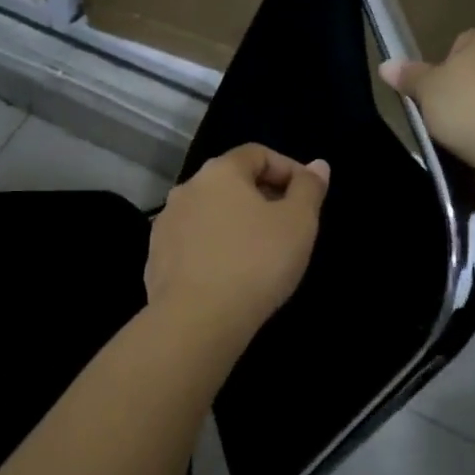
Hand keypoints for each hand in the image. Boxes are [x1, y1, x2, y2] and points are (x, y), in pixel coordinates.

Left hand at [145, 144, 330, 344]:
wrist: (195, 321)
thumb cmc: (255, 263)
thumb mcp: (298, 223)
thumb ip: (309, 189)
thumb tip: (317, 166)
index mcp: (219, 172)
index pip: (257, 153)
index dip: (288, 169)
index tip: (308, 197)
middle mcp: (187, 188)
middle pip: (231, 181)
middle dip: (263, 196)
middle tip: (289, 226)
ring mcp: (166, 223)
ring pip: (211, 212)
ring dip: (237, 223)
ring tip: (261, 252)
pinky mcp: (156, 257)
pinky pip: (194, 242)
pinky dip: (215, 248)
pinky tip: (231, 275)